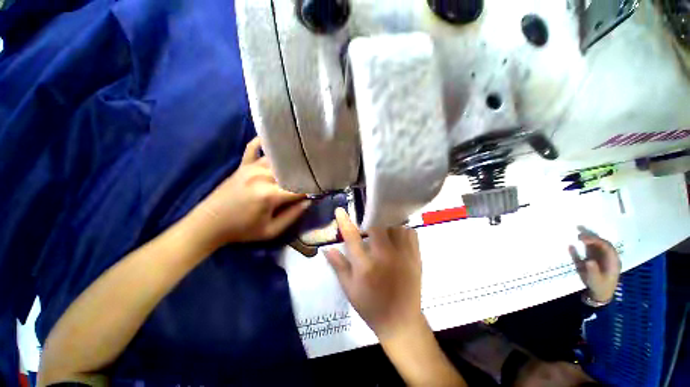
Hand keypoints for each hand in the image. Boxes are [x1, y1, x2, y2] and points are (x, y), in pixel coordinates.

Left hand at [191, 138, 309, 247]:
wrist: (209, 224)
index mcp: (269, 195)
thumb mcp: (270, 231)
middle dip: (303, 176)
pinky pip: (253, 148)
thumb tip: (308, 201)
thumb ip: (292, 216)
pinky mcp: (242, 166)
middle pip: (290, 172)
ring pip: (277, 161)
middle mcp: (262, 176)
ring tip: (301, 164)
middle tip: (312, 178)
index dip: (311, 191)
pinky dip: (262, 143)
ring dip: (290, 163)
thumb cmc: (242, 230)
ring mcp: (251, 168)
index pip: (298, 189)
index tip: (319, 192)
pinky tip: (272, 141)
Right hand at [325, 209, 423, 339]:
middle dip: (370, 223)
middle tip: (367, 226)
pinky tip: (397, 237)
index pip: (352, 237)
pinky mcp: (416, 257)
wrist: (401, 322)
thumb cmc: (371, 306)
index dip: (345, 222)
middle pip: (377, 227)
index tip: (340, 210)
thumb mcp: (349, 289)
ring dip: (387, 225)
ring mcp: (403, 256)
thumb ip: (338, 266)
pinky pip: (410, 233)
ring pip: (395, 226)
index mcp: (365, 266)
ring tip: (383, 230)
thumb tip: (327, 248)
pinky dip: (402, 230)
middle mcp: (384, 257)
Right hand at [569, 227, 620, 303]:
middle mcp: (609, 257)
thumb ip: (593, 271)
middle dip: (592, 237)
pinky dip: (584, 246)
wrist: (600, 294)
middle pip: (603, 244)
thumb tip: (589, 260)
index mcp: (613, 261)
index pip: (607, 247)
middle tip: (579, 232)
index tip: (583, 239)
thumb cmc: (599, 287)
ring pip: (597, 245)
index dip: (596, 241)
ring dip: (589, 239)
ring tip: (577, 235)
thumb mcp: (595, 280)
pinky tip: (573, 245)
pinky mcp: (595, 260)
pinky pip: (591, 251)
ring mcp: (602, 258)